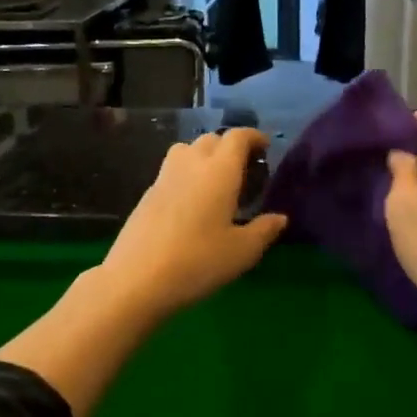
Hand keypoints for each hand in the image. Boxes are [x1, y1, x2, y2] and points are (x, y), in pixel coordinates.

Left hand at [97, 129, 288, 322]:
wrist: (137, 279)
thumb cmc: (198, 262)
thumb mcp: (242, 251)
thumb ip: (264, 230)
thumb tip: (280, 218)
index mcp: (219, 171)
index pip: (237, 137)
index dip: (253, 137)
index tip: (265, 147)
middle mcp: (191, 164)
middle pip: (211, 139)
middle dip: (230, 147)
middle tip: (244, 168)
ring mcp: (164, 177)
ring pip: (187, 150)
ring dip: (204, 156)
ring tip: (216, 181)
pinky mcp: (147, 194)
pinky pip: (172, 171)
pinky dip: (186, 174)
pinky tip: (192, 202)